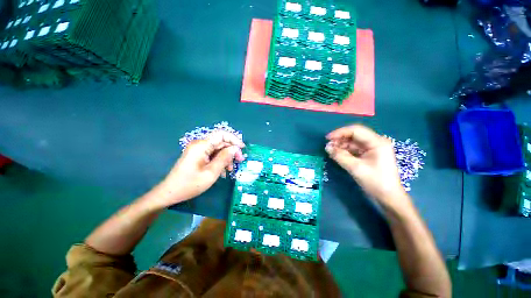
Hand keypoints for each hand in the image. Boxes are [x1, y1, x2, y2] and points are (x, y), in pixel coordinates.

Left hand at [154, 131, 244, 206]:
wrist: (170, 192)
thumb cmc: (190, 184)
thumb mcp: (211, 173)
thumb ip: (224, 158)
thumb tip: (235, 149)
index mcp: (201, 145)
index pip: (221, 134)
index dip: (234, 139)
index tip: (242, 149)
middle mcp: (200, 144)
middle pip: (221, 141)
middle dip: (232, 150)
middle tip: (240, 161)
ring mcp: (199, 150)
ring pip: (218, 148)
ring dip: (227, 157)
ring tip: (231, 169)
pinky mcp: (198, 155)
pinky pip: (213, 154)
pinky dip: (220, 160)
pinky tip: (223, 171)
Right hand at [325, 124, 407, 207]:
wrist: (388, 197)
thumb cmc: (375, 181)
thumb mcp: (355, 168)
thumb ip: (340, 156)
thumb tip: (327, 147)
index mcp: (377, 142)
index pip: (356, 130)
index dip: (340, 132)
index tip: (328, 138)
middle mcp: (375, 142)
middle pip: (354, 135)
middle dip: (340, 139)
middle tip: (328, 146)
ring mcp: (372, 149)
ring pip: (352, 142)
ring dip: (341, 145)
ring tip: (330, 151)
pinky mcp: (368, 155)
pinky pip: (354, 149)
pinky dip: (344, 151)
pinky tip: (336, 154)